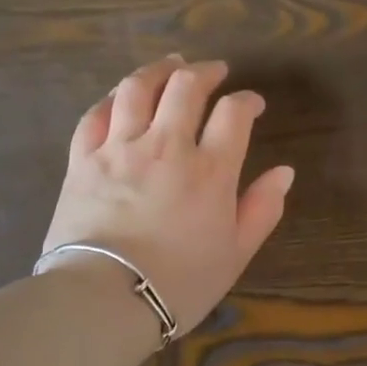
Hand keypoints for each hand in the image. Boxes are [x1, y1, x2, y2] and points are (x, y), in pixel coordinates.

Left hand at [41, 55, 293, 333]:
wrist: (103, 300)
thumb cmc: (179, 283)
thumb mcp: (235, 254)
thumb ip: (262, 209)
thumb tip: (284, 172)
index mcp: (210, 170)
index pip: (234, 114)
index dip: (247, 101)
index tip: (252, 104)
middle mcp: (166, 146)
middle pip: (186, 87)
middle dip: (205, 71)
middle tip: (214, 71)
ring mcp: (120, 149)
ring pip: (138, 89)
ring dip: (159, 70)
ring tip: (170, 65)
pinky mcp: (82, 160)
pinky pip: (95, 115)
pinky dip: (112, 98)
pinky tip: (120, 96)